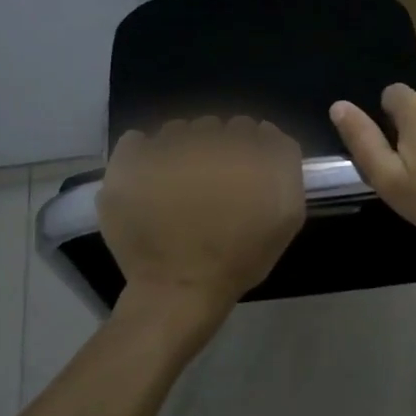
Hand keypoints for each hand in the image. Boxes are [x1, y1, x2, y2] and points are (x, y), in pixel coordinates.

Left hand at [98, 117, 304, 330]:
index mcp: (243, 147)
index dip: (247, 151)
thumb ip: (284, 163)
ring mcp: (163, 147)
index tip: (242, 177)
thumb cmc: (238, 257)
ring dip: (180, 150)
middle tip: (210, 187)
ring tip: (177, 187)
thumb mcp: (286, 214)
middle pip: (212, 127)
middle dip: (214, 149)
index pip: (248, 128)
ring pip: (176, 131)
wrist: (179, 288)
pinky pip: (136, 141)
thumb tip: (266, 133)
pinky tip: (149, 181)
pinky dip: (143, 154)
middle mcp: (205, 137)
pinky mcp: (129, 162)